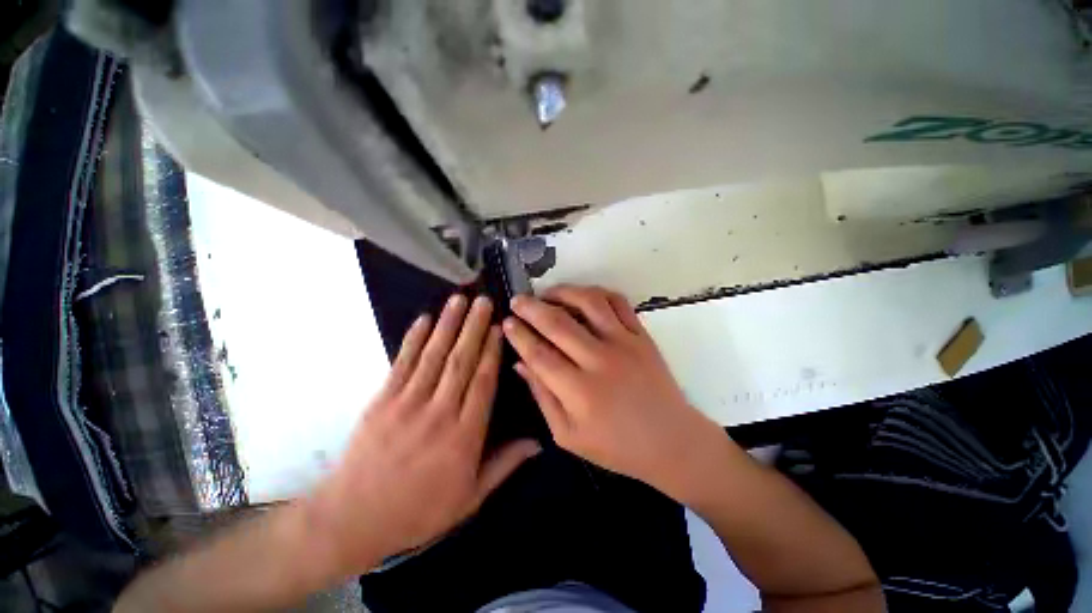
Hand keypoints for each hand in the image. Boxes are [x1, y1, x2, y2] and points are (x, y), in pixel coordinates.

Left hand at [304, 295, 540, 577]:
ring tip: (460, 299)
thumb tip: (538, 442)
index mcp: (464, 436)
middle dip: (475, 327)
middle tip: (485, 301)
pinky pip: (402, 363)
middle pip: (461, 361)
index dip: (492, 351)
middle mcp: (439, 413)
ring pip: (434, 356)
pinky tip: (423, 319)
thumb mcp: (470, 498)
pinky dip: (414, 339)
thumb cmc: (419, 511)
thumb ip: (505, 465)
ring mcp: (408, 404)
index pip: (483, 382)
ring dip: (448, 325)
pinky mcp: (382, 400)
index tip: (500, 327)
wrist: (352, 520)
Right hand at [503, 285, 725, 500]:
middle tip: (517, 300)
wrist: (671, 441)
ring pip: (589, 302)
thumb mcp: (568, 434)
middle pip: (558, 323)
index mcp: (579, 392)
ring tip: (548, 294)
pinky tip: (583, 297)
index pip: (539, 354)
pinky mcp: (642, 335)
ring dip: (563, 292)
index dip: (519, 335)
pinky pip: (618, 302)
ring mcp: (624, 343)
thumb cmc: (616, 446)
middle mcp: (600, 361)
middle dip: (531, 307)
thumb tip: (520, 363)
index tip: (506, 321)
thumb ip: (542, 397)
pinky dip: (597, 293)